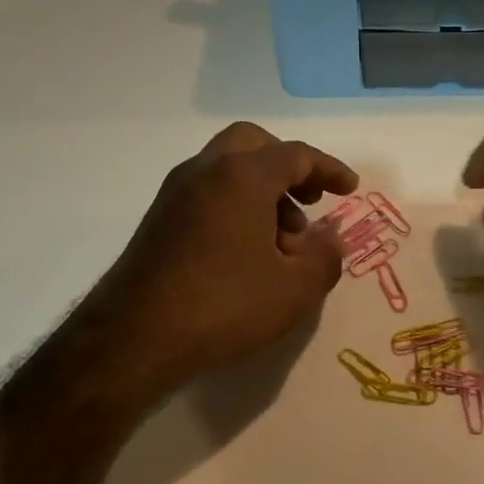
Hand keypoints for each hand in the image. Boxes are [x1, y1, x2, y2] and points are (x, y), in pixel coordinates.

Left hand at [83, 123, 357, 391]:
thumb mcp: (296, 290)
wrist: (133, 339)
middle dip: (289, 166)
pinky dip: (236, 204)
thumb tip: (330, 239)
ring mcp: (175, 194)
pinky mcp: (158, 220)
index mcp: (242, 176)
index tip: (350, 189)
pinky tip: (247, 252)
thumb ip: (326, 257)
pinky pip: (208, 192)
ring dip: (263, 189)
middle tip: (310, 199)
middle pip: (254, 144)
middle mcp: (205, 171)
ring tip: (283, 241)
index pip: (296, 155)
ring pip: (228, 168)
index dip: (330, 169)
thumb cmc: (224, 306)